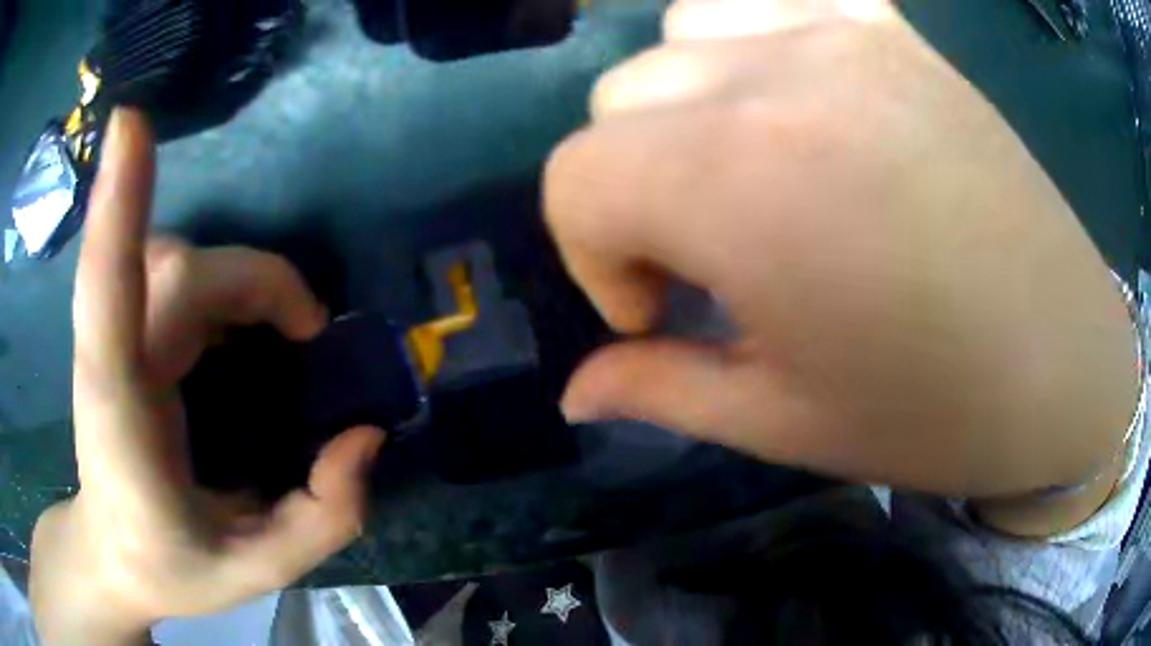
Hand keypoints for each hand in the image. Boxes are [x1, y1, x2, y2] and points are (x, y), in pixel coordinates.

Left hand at [30, 110, 384, 644]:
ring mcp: (113, 334)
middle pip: (175, 265)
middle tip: (310, 338)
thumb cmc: (170, 567)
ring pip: (171, 253)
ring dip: (237, 279)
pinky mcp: (123, 329)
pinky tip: (237, 324)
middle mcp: (110, 353)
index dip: (118, 201)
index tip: (131, 122)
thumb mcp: (257, 572)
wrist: (111, 555)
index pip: (106, 290)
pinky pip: (171, 266)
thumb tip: (365, 436)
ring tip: (281, 330)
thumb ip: (321, 518)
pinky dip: (219, 279)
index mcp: (121, 412)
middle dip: (253, 283)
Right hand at [546, 0, 1138, 504]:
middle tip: (710, 256)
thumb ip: (657, 390)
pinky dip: (751, 36)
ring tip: (748, 167)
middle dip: (633, 187)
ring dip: (683, 102)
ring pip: (681, 31)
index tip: (657, 308)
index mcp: (744, 184)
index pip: (575, 177)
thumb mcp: (782, 422)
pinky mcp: (893, 29)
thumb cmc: (935, 417)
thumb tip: (575, 391)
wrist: (1067, 367)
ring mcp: (842, 35)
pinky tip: (797, 98)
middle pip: (618, 99)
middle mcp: (779, 77)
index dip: (593, 254)